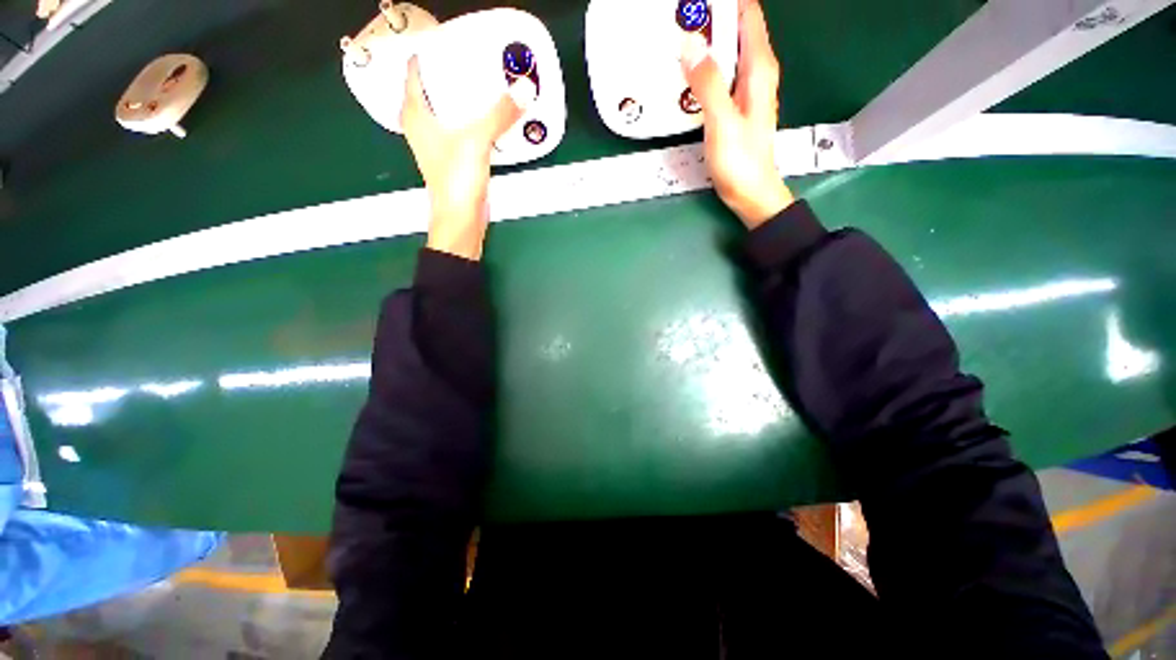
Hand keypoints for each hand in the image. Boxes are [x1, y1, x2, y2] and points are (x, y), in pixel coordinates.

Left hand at [401, 56, 531, 259]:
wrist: (461, 219)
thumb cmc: (456, 179)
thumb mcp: (476, 140)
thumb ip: (499, 114)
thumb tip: (523, 89)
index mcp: (416, 113)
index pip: (416, 69)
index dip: (434, 53)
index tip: (457, 44)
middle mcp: (423, 125)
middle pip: (436, 88)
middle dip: (456, 74)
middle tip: (480, 61)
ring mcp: (438, 143)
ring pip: (451, 110)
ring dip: (468, 99)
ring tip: (489, 85)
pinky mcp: (455, 158)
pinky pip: (464, 129)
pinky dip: (476, 121)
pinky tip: (493, 117)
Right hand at [680, 0, 793, 228]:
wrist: (749, 194)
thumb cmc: (741, 161)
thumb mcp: (722, 121)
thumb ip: (708, 83)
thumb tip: (691, 43)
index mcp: (758, 69)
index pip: (748, 15)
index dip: (725, 2)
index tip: (696, 3)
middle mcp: (754, 73)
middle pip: (734, 31)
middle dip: (709, 20)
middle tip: (679, 20)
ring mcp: (744, 91)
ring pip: (725, 53)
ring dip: (704, 45)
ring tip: (677, 40)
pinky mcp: (733, 107)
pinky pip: (718, 76)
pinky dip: (703, 70)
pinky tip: (685, 76)